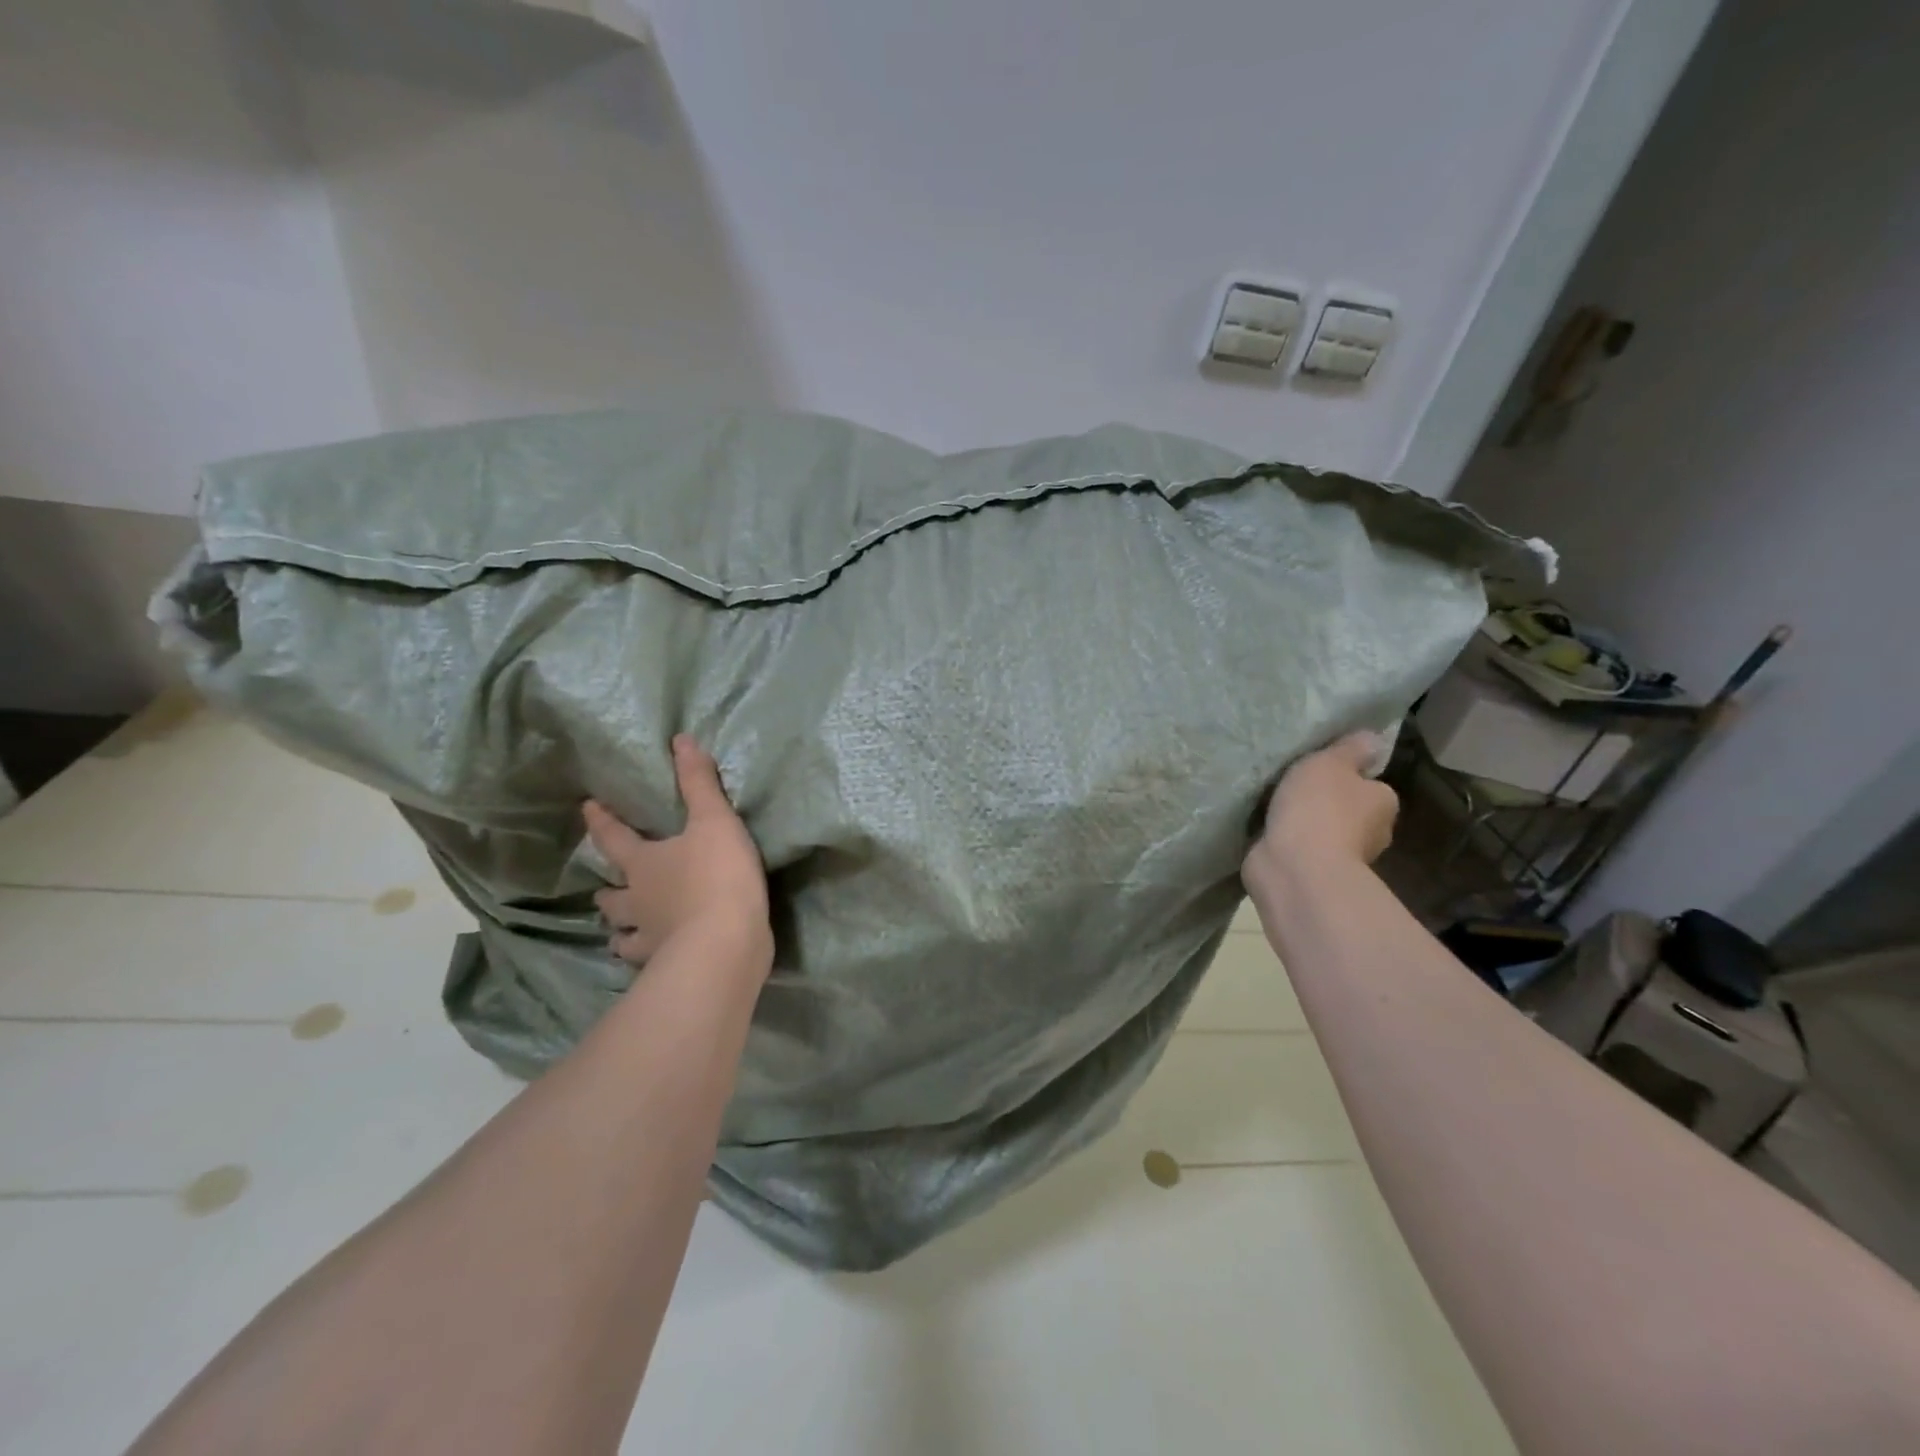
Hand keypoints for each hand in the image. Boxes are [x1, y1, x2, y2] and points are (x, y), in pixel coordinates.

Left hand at [583, 736, 771, 975]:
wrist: (725, 943)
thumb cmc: (717, 875)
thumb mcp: (714, 821)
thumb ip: (699, 783)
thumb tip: (680, 739)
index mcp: (644, 863)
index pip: (613, 838)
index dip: (601, 821)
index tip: (587, 807)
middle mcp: (637, 901)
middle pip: (612, 896)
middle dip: (608, 890)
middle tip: (607, 888)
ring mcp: (648, 937)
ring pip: (621, 935)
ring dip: (620, 930)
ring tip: (623, 930)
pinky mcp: (665, 964)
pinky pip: (646, 961)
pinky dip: (645, 956)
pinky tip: (653, 956)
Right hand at [1244, 731, 1398, 888]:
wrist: (1295, 867)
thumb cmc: (1319, 808)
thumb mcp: (1331, 762)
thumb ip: (1349, 749)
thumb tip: (1372, 738)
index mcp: (1383, 803)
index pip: (1369, 785)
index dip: (1347, 776)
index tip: (1320, 771)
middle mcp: (1372, 833)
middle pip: (1348, 809)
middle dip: (1325, 802)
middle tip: (1293, 787)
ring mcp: (1342, 858)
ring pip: (1323, 831)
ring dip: (1304, 823)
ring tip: (1272, 807)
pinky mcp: (1313, 874)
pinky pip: (1300, 849)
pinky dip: (1288, 842)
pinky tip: (1267, 831)